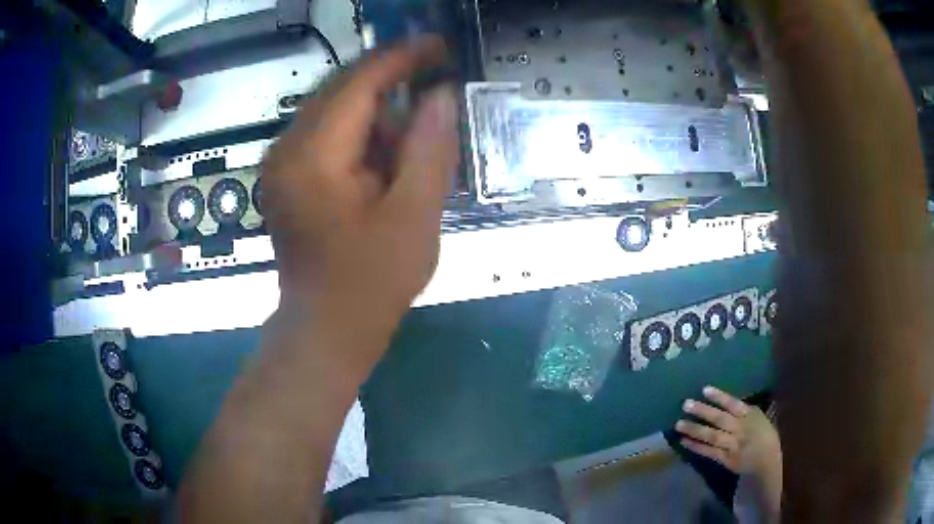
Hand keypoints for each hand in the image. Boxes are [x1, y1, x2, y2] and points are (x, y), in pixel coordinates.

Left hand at [261, 37, 458, 330]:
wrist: (326, 329)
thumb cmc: (372, 283)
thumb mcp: (415, 216)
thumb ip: (429, 148)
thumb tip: (441, 94)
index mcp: (311, 157)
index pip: (357, 83)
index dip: (401, 58)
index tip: (439, 46)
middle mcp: (285, 150)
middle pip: (341, 89)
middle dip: (391, 82)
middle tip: (436, 88)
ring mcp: (280, 163)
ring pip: (334, 110)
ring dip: (376, 114)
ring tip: (411, 145)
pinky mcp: (286, 177)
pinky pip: (325, 135)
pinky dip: (360, 135)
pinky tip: (384, 162)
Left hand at [675, 386, 780, 478]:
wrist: (768, 459)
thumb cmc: (763, 433)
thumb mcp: (758, 416)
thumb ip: (743, 409)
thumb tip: (723, 398)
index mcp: (749, 415)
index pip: (733, 404)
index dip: (719, 397)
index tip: (704, 389)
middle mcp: (740, 429)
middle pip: (720, 419)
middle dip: (702, 411)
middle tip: (685, 404)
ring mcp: (732, 445)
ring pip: (712, 436)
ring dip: (695, 430)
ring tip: (678, 424)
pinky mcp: (726, 459)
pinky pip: (709, 452)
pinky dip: (696, 446)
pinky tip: (683, 440)